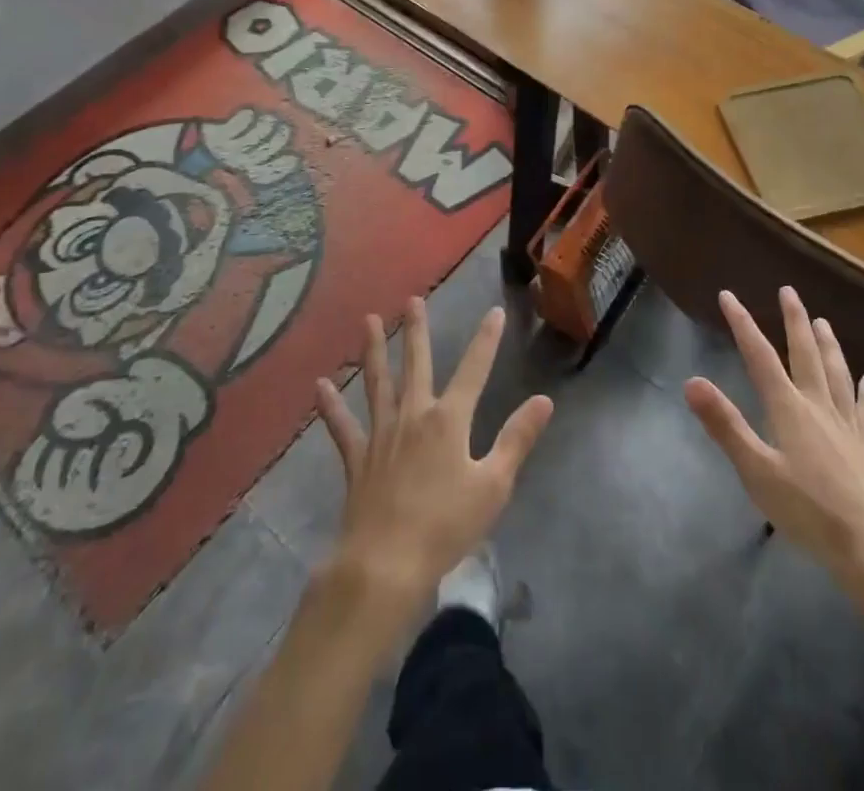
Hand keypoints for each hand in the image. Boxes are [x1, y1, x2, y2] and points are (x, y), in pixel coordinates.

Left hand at [315, 299, 553, 626]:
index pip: (474, 369)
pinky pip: (343, 427)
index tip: (494, 312)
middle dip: (417, 330)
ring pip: (377, 382)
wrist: (385, 564)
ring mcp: (381, 434)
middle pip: (416, 364)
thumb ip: (517, 438)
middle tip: (413, 299)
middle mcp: (413, 415)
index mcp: (449, 419)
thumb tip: (544, 400)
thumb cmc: (446, 526)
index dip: (486, 340)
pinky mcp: (357, 459)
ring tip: (369, 320)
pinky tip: (319, 386)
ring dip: (374, 350)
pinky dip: (331, 407)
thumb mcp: (494, 485)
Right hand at [684, 288, 863, 599]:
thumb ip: (725, 425)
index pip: (760, 356)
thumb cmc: (807, 511)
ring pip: (837, 374)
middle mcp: (819, 406)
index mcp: (788, 409)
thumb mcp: (756, 471)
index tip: (728, 296)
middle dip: (794, 321)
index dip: (743, 324)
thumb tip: (691, 382)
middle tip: (789, 291)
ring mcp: (847, 426)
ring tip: (823, 321)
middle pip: (806, 354)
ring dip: (829, 345)